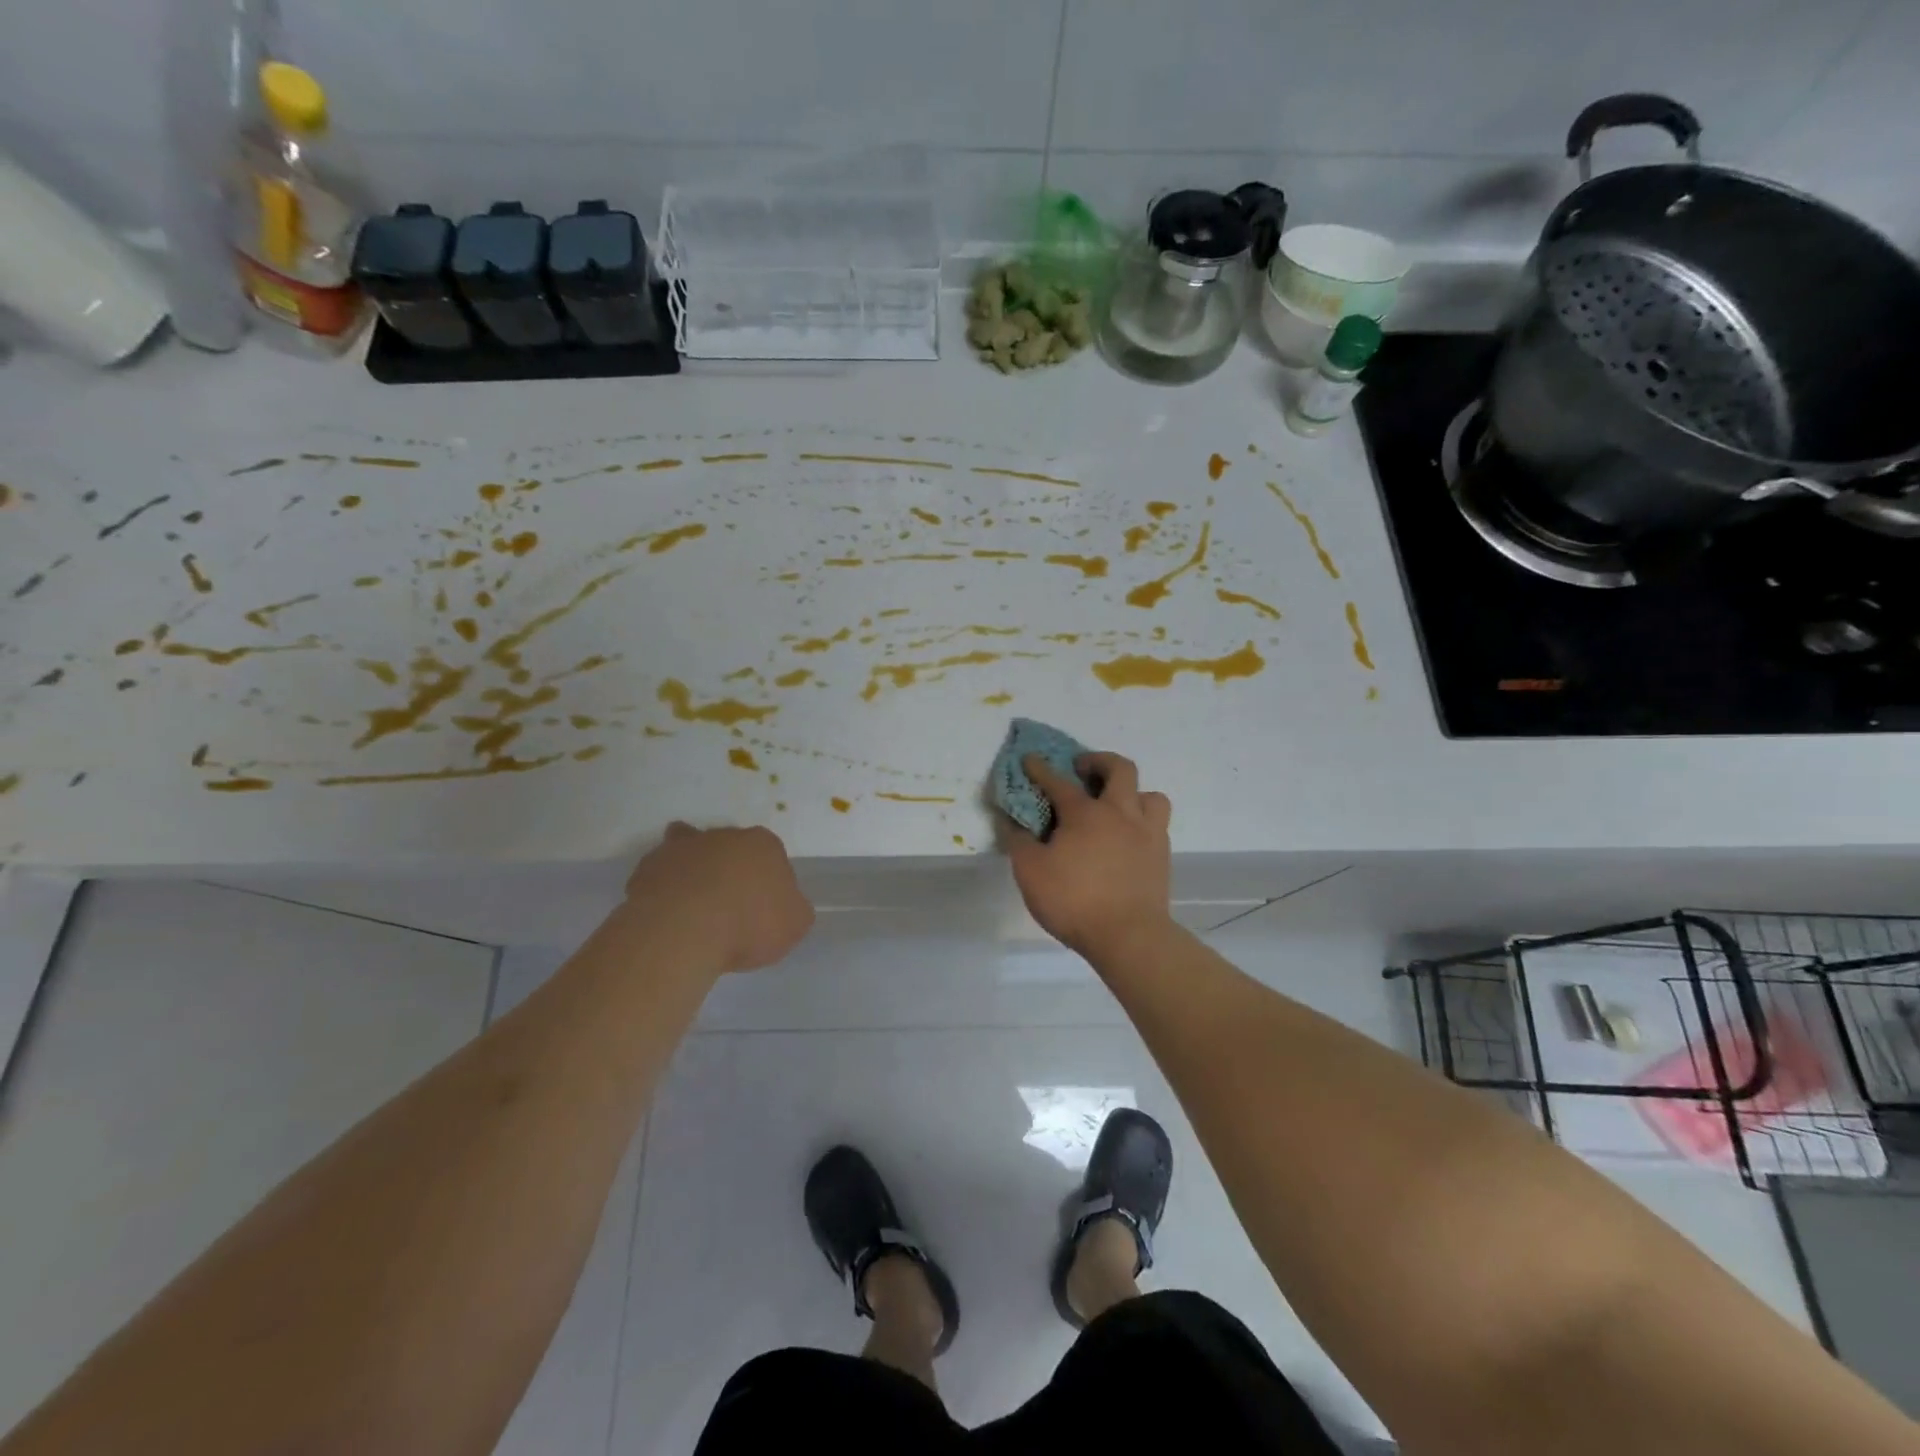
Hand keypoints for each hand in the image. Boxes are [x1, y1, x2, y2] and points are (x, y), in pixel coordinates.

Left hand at [625, 822, 813, 972]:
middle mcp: (724, 836)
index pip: (771, 855)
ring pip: (690, 851)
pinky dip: (663, 886)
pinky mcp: (649, 866)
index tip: (763, 908)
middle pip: (730, 849)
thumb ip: (794, 908)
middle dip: (729, 869)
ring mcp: (683, 848)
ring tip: (692, 904)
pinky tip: (666, 912)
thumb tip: (786, 904)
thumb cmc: (750, 924)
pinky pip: (660, 873)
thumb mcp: (796, 924)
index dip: (768, 881)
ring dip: (693, 869)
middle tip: (729, 906)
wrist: (685, 930)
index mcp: (764, 844)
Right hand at [1005, 752, 1172, 958]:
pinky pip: (1157, 824)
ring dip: (1132, 792)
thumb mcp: (1030, 872)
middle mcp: (1120, 813)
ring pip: (1149, 795)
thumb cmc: (1074, 900)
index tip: (1030, 759)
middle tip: (1083, 770)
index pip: (1058, 782)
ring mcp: (1147, 832)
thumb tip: (1010, 820)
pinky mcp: (1162, 855)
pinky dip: (1142, 821)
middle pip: (1120, 769)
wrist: (1129, 936)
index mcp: (1085, 813)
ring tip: (1116, 805)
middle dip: (1099, 761)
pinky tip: (1129, 837)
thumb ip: (1019, 841)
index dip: (1041, 768)